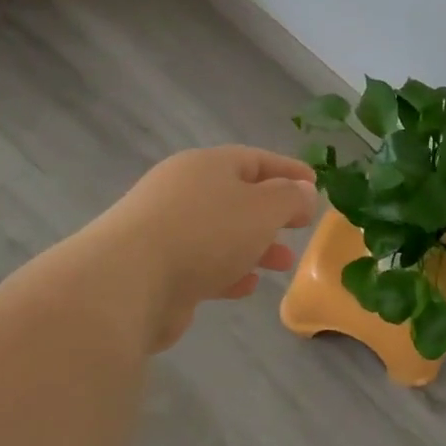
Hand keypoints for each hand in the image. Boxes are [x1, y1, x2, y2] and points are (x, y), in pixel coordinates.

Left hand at [102, 146, 318, 350]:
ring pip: (222, 233)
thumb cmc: (206, 233)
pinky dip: (228, 271)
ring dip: (255, 246)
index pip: (255, 159)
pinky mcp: (157, 267)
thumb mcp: (263, 208)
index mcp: (206, 165)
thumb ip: (290, 198)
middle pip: (237, 196)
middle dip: (273, 214)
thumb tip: (303, 192)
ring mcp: (166, 229)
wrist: (129, 282)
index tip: (315, 185)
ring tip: (283, 264)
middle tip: (300, 228)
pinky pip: (202, 263)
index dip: (288, 170)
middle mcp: (184, 191)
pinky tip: (246, 286)